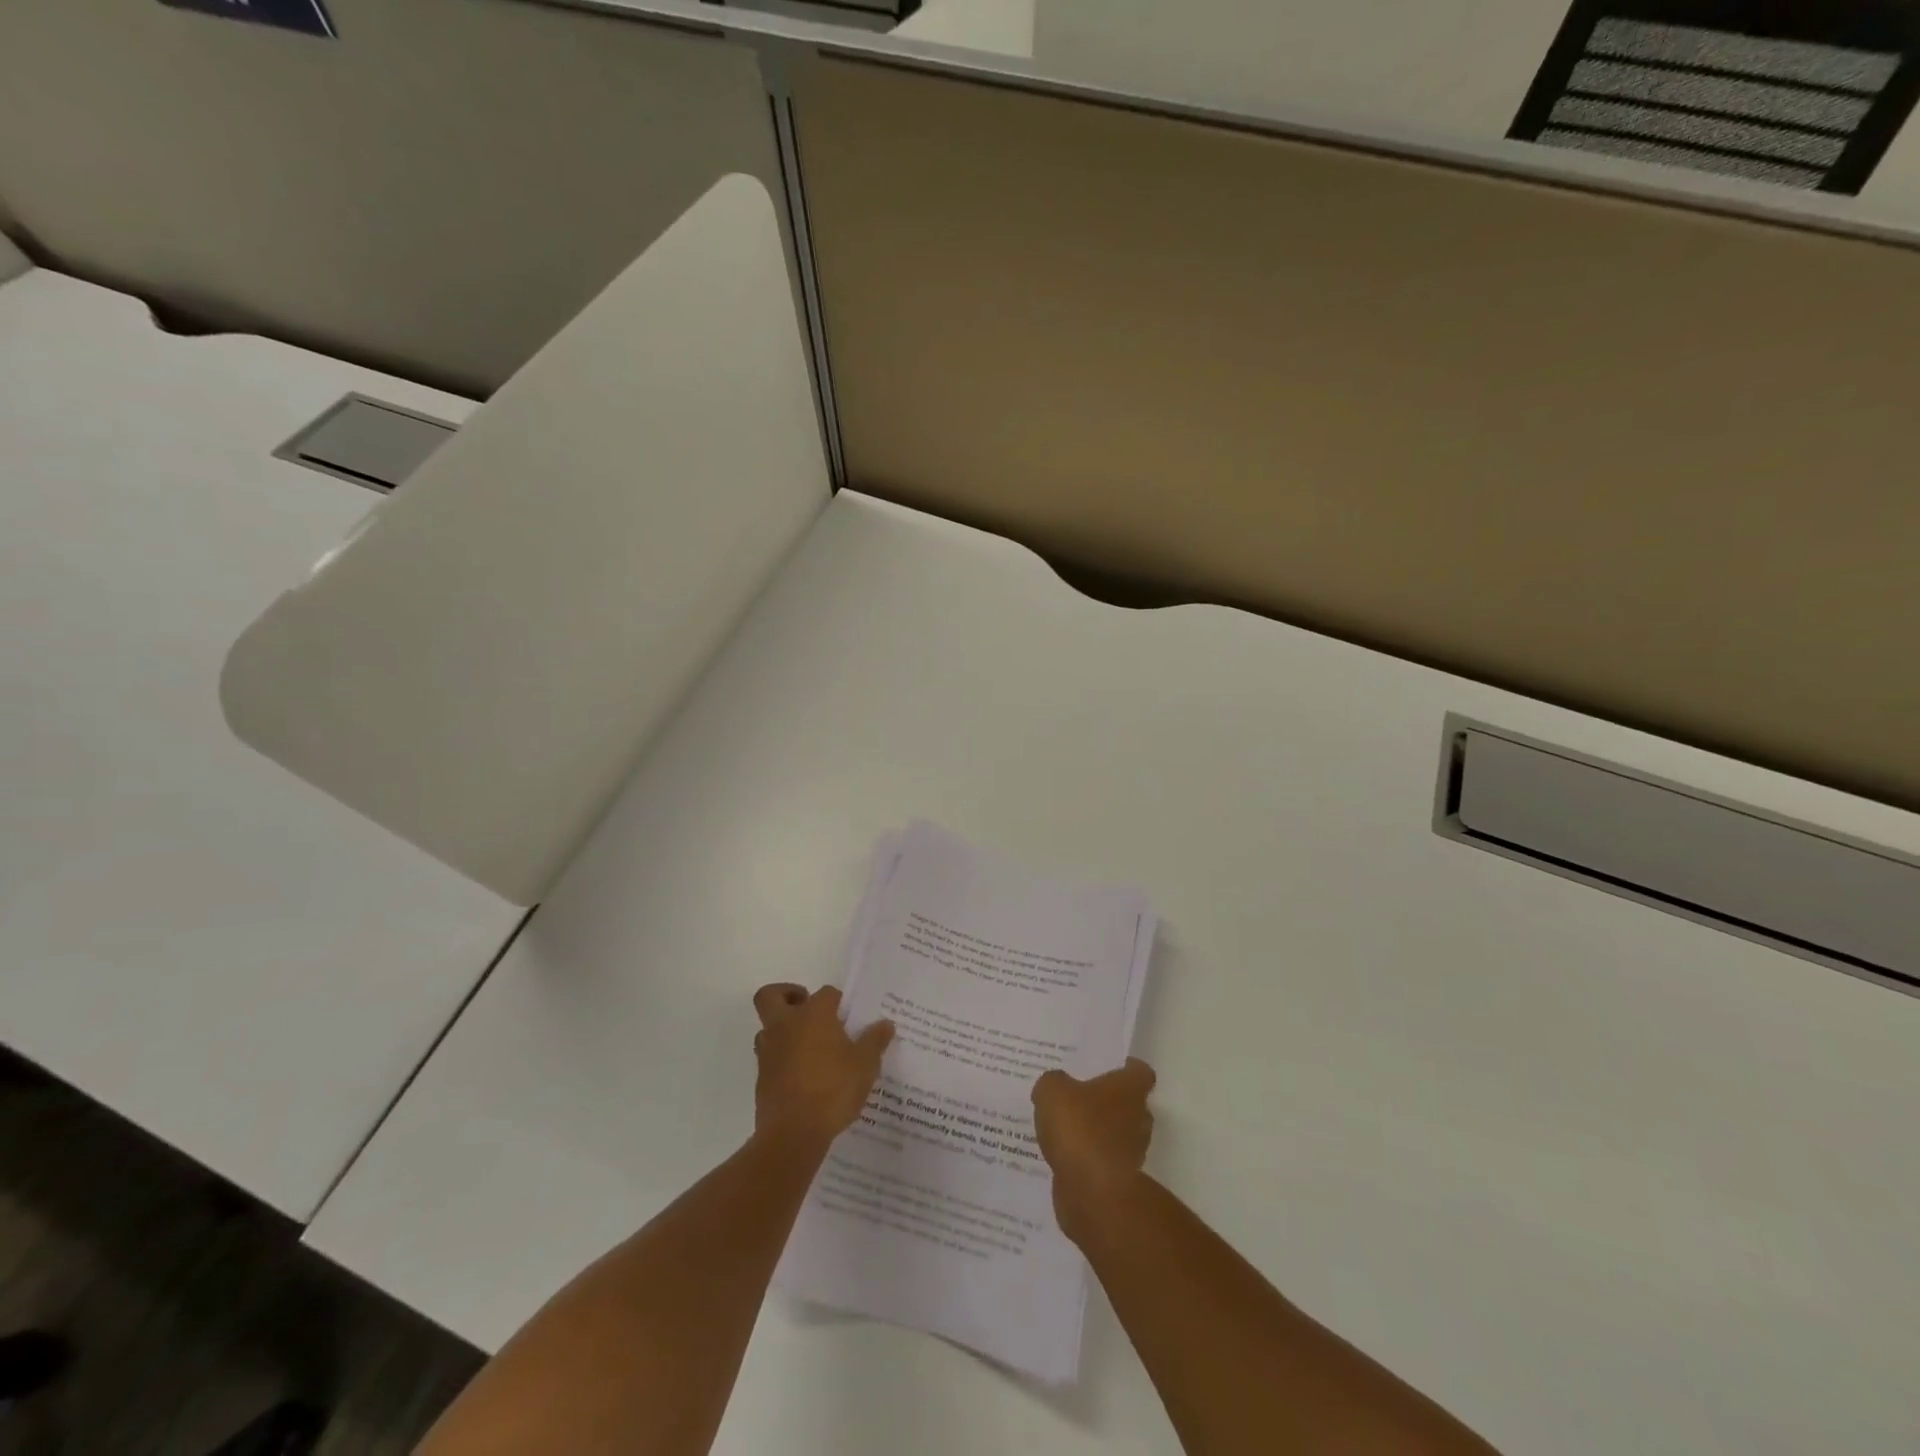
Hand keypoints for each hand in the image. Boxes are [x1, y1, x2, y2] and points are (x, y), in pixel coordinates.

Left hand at [752, 984, 893, 1152]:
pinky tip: (803, 1075)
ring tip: (809, 1047)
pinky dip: (782, 1058)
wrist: (793, 1133)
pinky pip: (769, 1057)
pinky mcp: (761, 1078)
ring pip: (767, 1028)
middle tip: (807, 1008)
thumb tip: (885, 1024)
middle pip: (771, 995)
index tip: (849, 1017)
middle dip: (787, 995)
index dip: (838, 1001)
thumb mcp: (865, 1065)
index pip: (826, 993)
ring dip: (783, 1030)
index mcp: (813, 1015)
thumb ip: (875, 1041)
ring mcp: (769, 1051)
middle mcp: (785, 1025)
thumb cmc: (833, 1089)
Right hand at [1031, 1058, 1156, 1244]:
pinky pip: (1101, 1161)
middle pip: (1129, 1104)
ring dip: (1096, 1132)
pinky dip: (1087, 1159)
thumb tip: (1056, 1086)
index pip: (1140, 1072)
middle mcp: (1137, 1118)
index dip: (1127, 1068)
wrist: (1093, 1193)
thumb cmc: (1080, 1128)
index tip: (1111, 1066)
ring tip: (1064, 1127)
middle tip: (1078, 1095)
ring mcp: (1131, 1153)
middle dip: (1107, 1101)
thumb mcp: (1053, 1091)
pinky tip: (1061, 1155)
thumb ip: (1053, 1083)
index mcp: (1129, 1089)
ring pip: (1115, 1134)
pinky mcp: (1117, 1181)